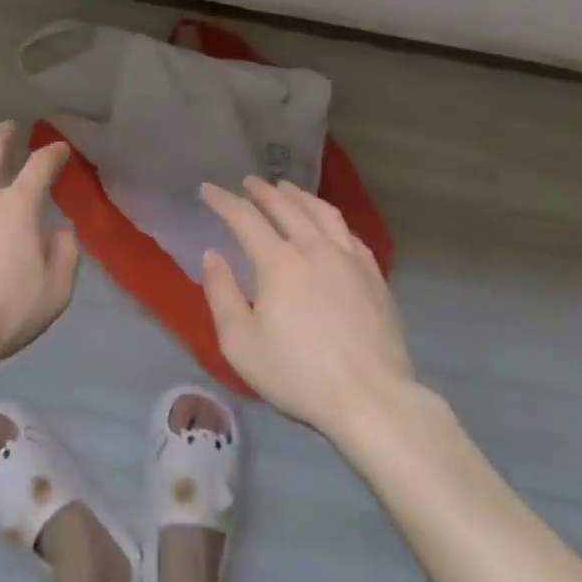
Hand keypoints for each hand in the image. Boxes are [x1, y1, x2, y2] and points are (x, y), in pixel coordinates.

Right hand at [200, 177, 418, 438]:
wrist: (371, 399)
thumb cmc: (298, 374)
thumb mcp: (241, 343)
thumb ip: (221, 294)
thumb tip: (212, 255)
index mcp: (278, 261)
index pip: (244, 217)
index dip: (223, 200)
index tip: (208, 189)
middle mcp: (313, 248)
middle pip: (285, 206)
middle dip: (262, 191)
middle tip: (249, 182)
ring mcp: (349, 259)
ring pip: (321, 212)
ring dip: (299, 196)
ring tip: (288, 189)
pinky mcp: (374, 276)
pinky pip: (350, 234)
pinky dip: (332, 220)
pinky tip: (330, 225)